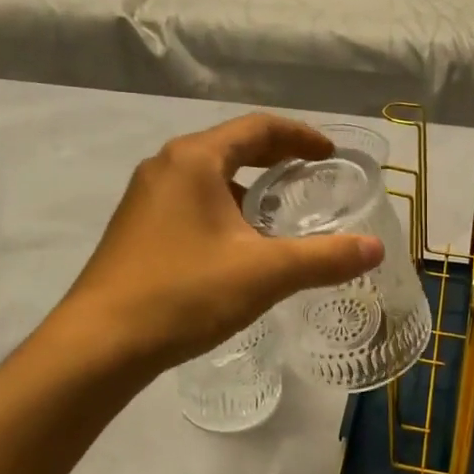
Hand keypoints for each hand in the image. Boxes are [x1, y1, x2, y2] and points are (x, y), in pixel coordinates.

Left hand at [57, 113, 383, 373]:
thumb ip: (324, 258)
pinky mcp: (136, 228)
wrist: (98, 346)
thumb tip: (375, 248)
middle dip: (276, 158)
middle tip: (312, 176)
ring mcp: (146, 198)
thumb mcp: (264, 273)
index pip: (258, 127)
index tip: (330, 154)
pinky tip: (239, 245)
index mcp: (194, 160)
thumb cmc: (183, 294)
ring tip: (280, 213)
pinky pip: (191, 202)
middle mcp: (166, 167)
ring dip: (248, 187)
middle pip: (232, 147)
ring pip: (210, 177)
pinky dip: (225, 209)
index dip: (301, 136)